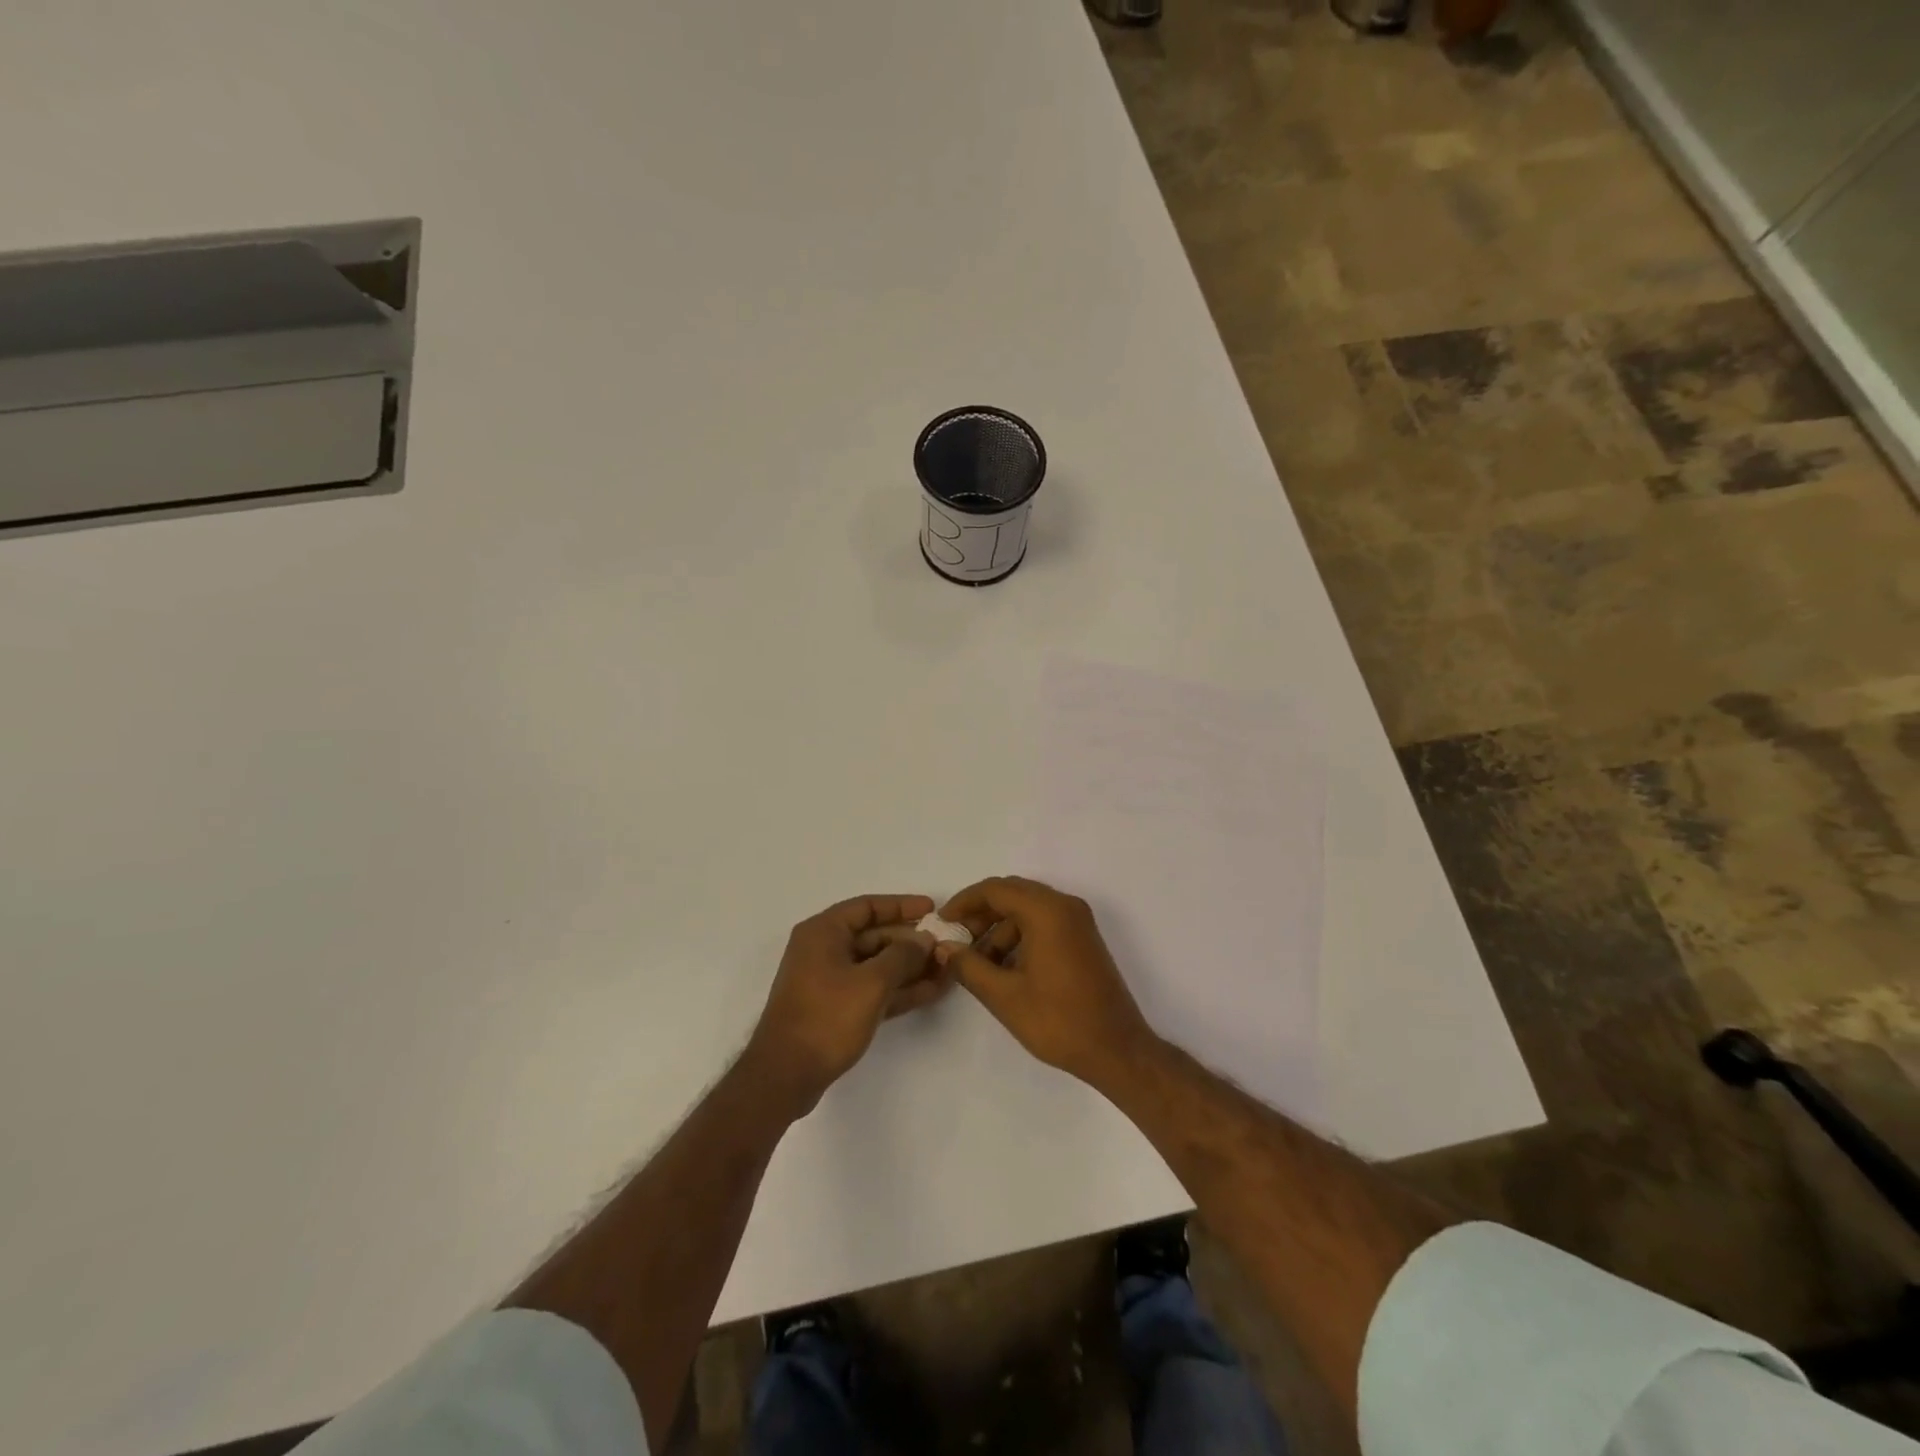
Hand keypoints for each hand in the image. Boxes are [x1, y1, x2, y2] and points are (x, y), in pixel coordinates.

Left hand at [746, 893, 949, 1113]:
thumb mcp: (871, 983)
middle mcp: (823, 950)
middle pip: (874, 936)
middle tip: (945, 946)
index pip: (867, 907)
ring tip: (946, 969)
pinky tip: (931, 991)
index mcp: (823, 932)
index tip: (932, 909)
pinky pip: (872, 989)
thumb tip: (924, 939)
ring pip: (876, 965)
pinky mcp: (835, 1008)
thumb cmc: (826, 1018)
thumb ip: (902, 956)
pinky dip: (898, 989)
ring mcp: (829, 981)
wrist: (785, 1076)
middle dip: (911, 942)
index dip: (901, 905)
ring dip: (910, 968)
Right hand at [935, 876, 1157, 1090]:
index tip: (942, 922)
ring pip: (1028, 910)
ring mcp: (1078, 922)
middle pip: (1012, 894)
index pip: (996, 889)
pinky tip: (1004, 968)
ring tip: (978, 964)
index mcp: (1047, 911)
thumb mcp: (1004, 996)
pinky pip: (1044, 923)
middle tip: (956, 940)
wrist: (1117, 1050)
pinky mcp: (1083, 939)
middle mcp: (1065, 906)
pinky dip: (1020, 937)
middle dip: (981, 914)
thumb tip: (944, 948)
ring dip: (1000, 929)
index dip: (964, 902)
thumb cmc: (1059, 1021)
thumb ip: (969, 966)